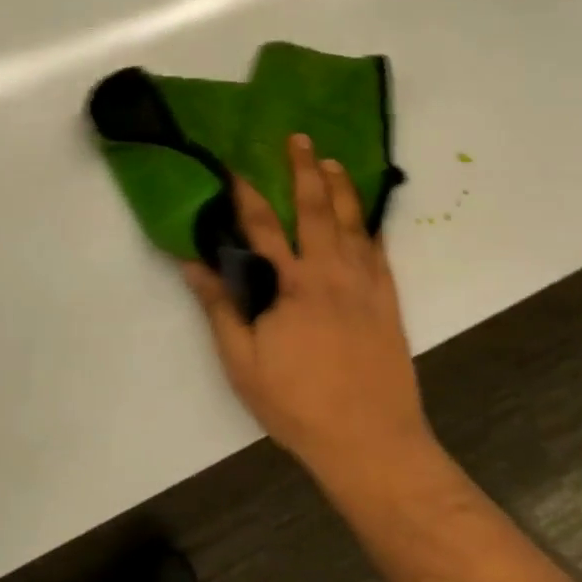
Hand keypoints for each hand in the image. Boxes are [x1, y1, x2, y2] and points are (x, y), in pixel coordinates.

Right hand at [183, 134, 431, 475]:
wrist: (371, 442)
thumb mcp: (242, 361)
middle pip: (315, 210)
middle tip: (298, 138)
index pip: (262, 227)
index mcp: (290, 286)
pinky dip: (372, 227)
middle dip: (304, 171)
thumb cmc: (296, 403)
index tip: (234, 165)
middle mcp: (330, 274)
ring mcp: (365, 286)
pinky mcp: (388, 303)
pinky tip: (368, 216)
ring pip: (353, 224)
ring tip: (332, 161)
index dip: (245, 193)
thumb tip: (192, 263)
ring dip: (341, 189)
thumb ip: (220, 307)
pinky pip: (380, 253)